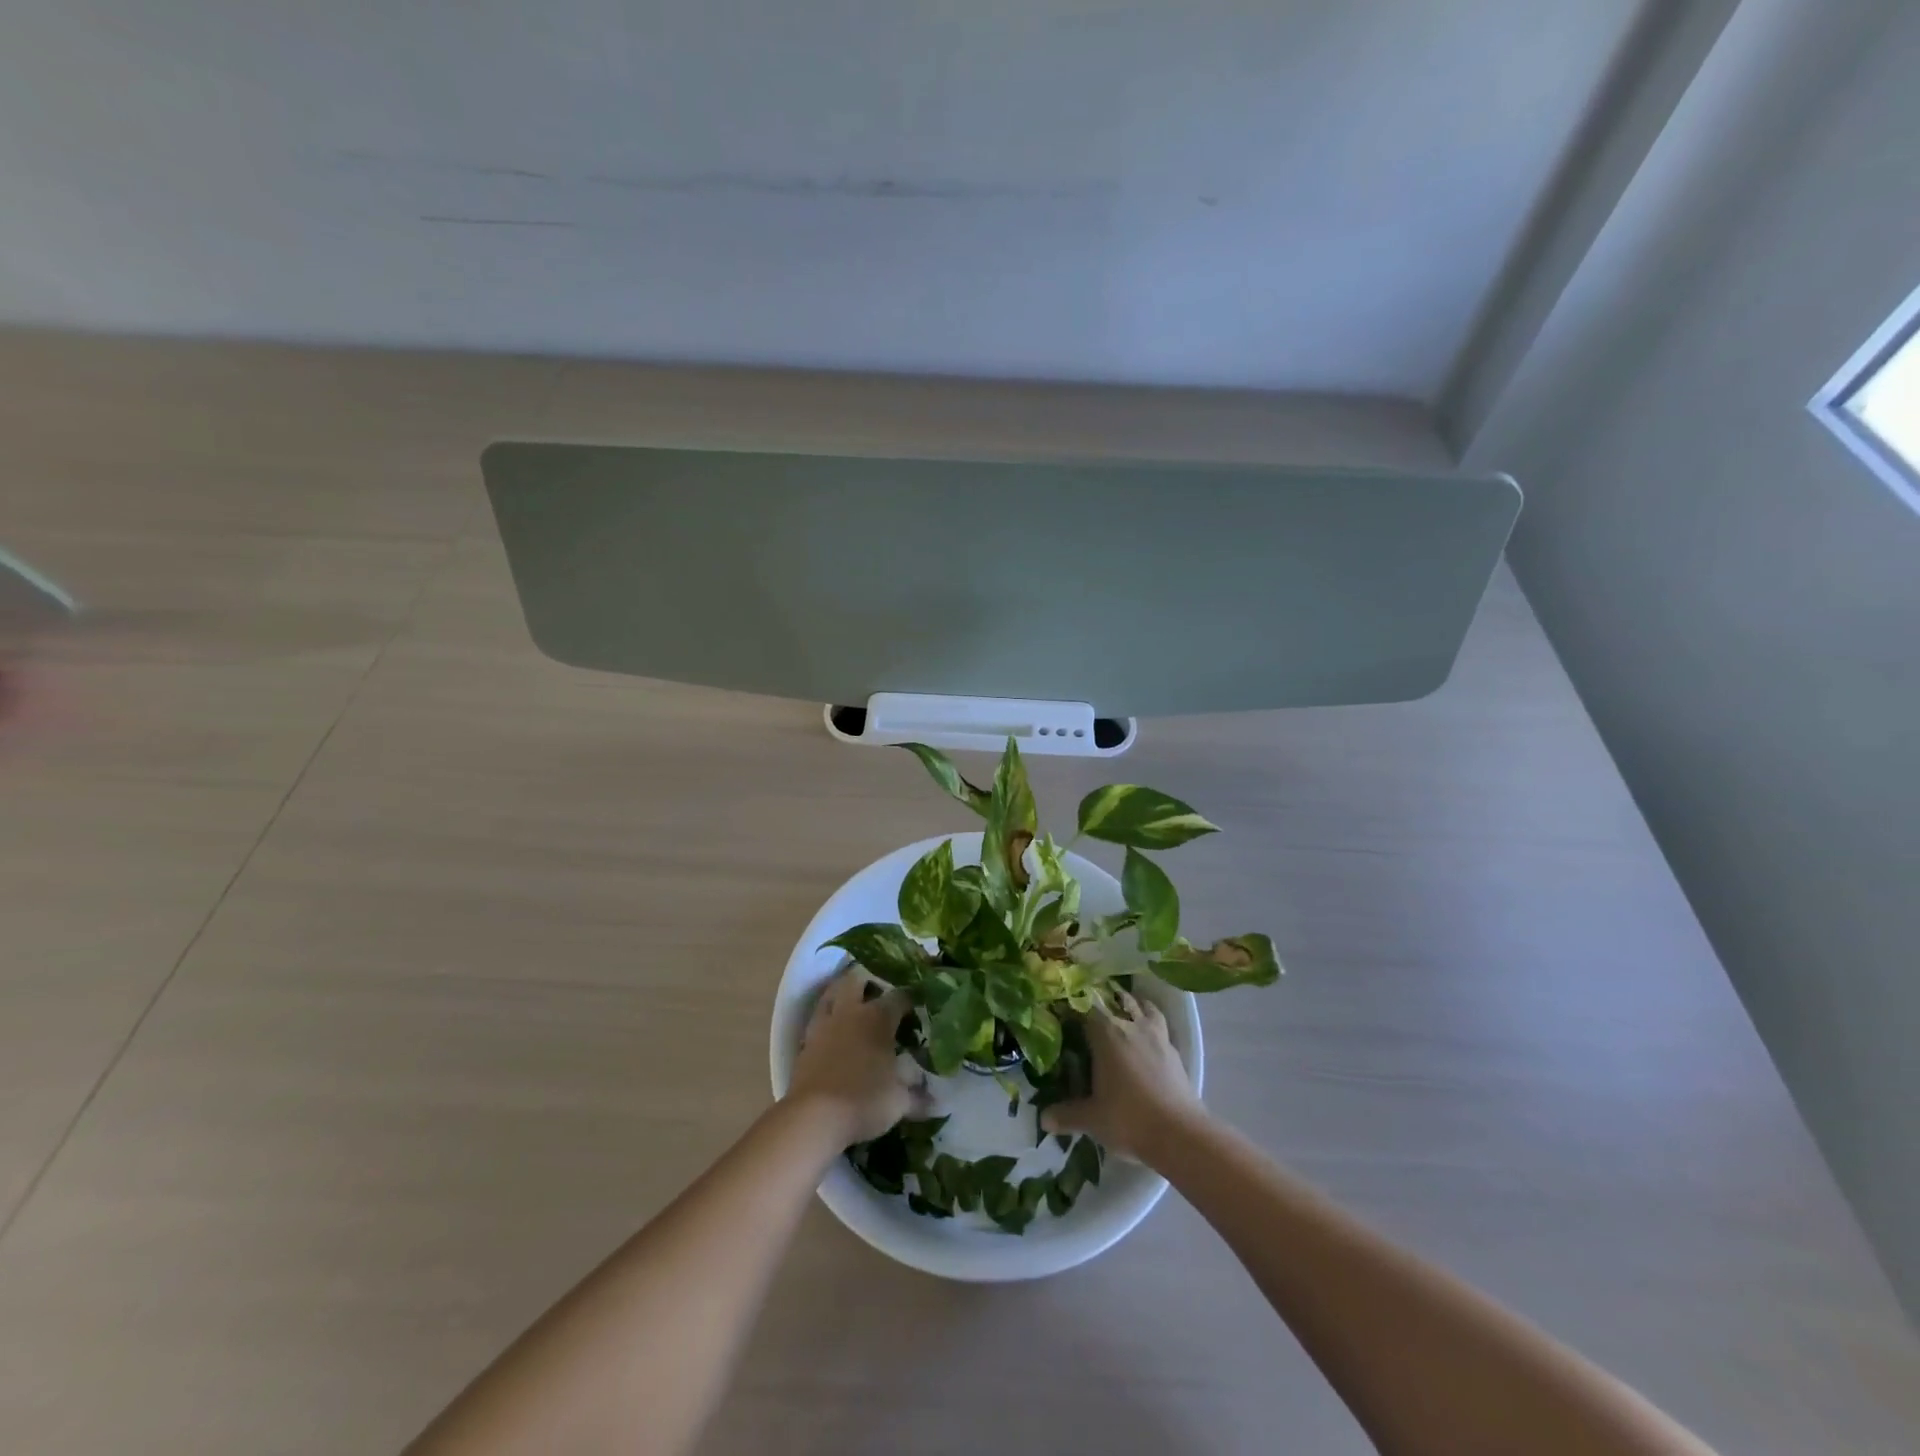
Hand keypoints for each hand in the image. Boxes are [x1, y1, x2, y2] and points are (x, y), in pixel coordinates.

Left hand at [786, 971, 928, 1144]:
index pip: (900, 996)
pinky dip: (826, 1020)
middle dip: (868, 981)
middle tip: (880, 995)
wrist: (814, 1118)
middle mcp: (850, 1012)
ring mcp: (824, 1025)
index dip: (911, 998)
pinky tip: (833, 1033)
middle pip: (857, 979)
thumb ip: (918, 1096)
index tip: (919, 1005)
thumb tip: (937, 1101)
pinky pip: (817, 1020)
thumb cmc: (864, 1101)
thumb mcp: (899, 1102)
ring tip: (853, 1004)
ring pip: (831, 994)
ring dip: (841, 993)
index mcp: (878, 1017)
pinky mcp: (805, 1043)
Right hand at [1041, 988, 1204, 1161]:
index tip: (1065, 1010)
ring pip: (1145, 1008)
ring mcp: (1157, 1037)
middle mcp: (1131, 1026)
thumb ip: (1066, 1115)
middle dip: (1104, 1001)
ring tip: (1126, 1011)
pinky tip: (1148, 1040)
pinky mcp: (1175, 1052)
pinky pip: (1161, 1028)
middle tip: (1093, 1010)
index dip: (1074, 1006)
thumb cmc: (1129, 1119)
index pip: (1086, 1008)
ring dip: (1135, 1005)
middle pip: (1117, 1001)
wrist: (1180, 1134)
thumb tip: (1044, 1118)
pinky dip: (1153, 1026)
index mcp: (1107, 1034)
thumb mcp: (1092, 1119)